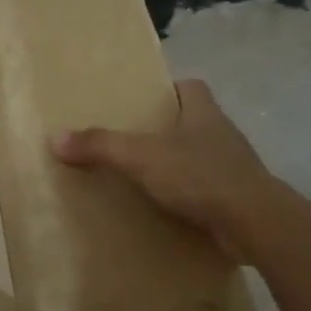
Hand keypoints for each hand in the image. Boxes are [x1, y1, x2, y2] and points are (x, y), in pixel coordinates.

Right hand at [51, 78, 278, 262]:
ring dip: (181, 165)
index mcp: (204, 112)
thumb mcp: (142, 157)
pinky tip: (170, 209)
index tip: (146, 101)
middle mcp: (223, 134)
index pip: (191, 87)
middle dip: (169, 129)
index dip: (170, 89)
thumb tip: (56, 137)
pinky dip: (192, 196)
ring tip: (147, 177)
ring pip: (203, 157)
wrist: (255, 223)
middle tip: (135, 141)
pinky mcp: (239, 199)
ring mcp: (235, 167)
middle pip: (195, 121)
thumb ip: (101, 145)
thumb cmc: (200, 176)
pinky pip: (210, 190)